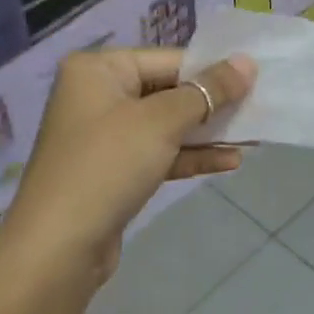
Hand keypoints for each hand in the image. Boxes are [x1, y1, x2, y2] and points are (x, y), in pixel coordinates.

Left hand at [0, 47, 254, 285]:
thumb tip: (247, 62)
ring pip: (167, 124)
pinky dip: (191, 155)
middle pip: (169, 90)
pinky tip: (229, 161)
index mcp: (98, 69)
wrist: (55, 253)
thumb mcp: (162, 122)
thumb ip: (208, 90)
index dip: (213, 69)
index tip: (255, 79)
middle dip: (213, 103)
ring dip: (208, 131)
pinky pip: (159, 152)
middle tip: (258, 107)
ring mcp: (104, 136)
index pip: (169, 59)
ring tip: (253, 136)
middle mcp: (97, 95)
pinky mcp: (113, 172)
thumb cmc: (107, 166)